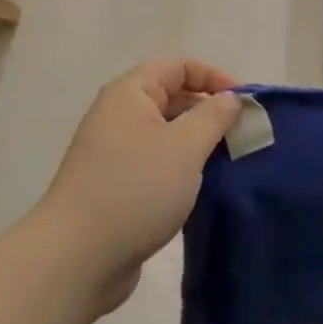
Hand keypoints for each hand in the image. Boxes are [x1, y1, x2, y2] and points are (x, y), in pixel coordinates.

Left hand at [36, 58, 242, 314]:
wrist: (77, 258)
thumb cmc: (135, 189)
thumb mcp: (185, 146)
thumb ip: (213, 116)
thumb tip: (230, 98)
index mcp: (130, 94)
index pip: (178, 65)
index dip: (214, 76)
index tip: (245, 104)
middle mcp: (119, 116)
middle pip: (172, 97)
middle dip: (210, 112)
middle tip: (243, 137)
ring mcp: (115, 153)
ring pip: (167, 134)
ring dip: (199, 144)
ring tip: (230, 164)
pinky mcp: (117, 187)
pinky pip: (157, 164)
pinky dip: (183, 170)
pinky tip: (204, 189)